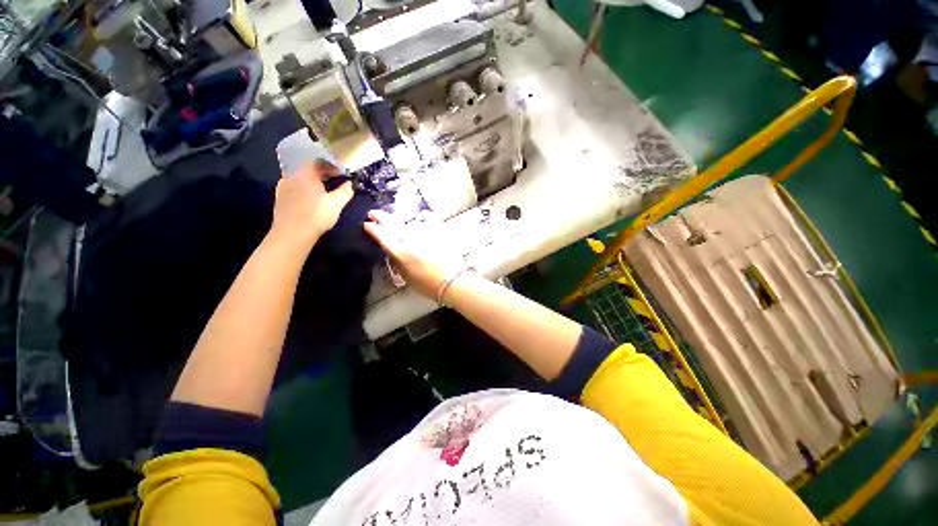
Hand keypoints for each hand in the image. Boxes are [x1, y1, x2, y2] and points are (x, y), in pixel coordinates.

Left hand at [271, 160, 353, 251]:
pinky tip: (312, 198)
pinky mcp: (280, 197)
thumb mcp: (336, 204)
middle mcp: (291, 175)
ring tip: (325, 190)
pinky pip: (295, 186)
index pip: (319, 161)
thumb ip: (345, 191)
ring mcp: (283, 186)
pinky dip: (305, 188)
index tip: (342, 173)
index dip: (332, 165)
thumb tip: (351, 183)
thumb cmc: (316, 216)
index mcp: (305, 173)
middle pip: (309, 168)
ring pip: (301, 177)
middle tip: (336, 180)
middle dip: (323, 173)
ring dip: (314, 181)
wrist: (291, 234)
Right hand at [363, 210, 463, 298]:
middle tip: (374, 213)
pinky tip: (419, 218)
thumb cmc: (429, 285)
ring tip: (395, 219)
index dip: (372, 228)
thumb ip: (397, 263)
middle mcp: (410, 239)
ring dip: (399, 219)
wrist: (453, 280)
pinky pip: (426, 220)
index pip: (382, 236)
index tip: (366, 224)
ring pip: (408, 221)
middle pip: (392, 223)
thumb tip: (390, 252)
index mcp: (401, 253)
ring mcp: (424, 233)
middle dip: (381, 216)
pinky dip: (420, 218)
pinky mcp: (437, 231)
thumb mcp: (407, 278)